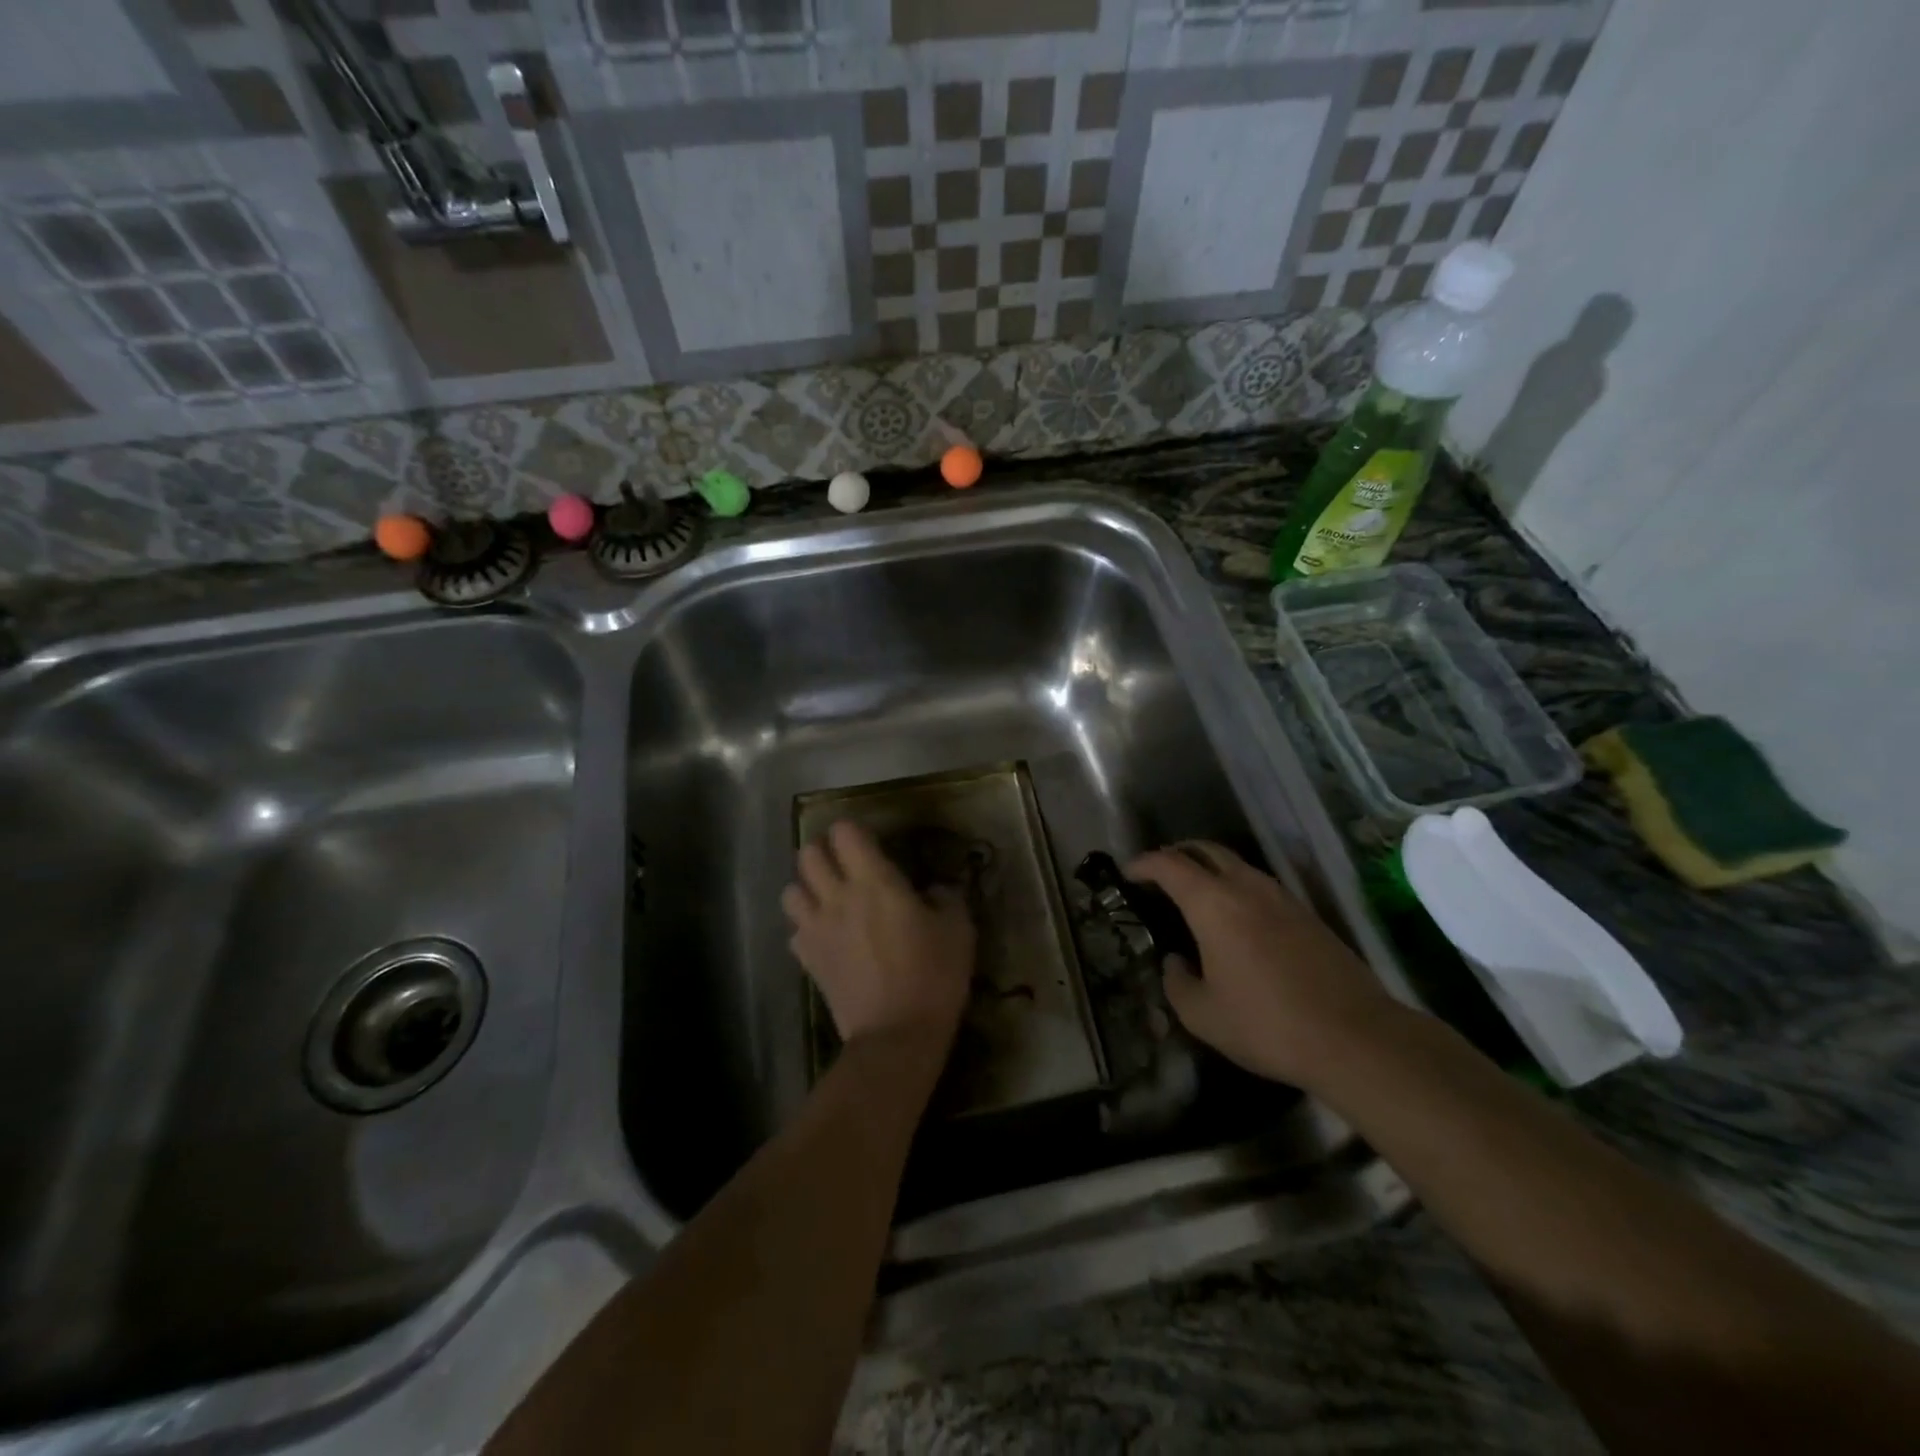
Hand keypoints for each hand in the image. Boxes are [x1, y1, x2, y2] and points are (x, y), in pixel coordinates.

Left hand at [782, 821, 975, 1052]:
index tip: (870, 843)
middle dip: (823, 852)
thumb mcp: (958, 930)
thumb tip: (936, 890)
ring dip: (807, 888)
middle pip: (807, 854)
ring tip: (828, 898)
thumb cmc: (933, 976)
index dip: (854, 831)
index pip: (844, 833)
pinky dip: (805, 926)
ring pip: (790, 890)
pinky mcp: (807, 959)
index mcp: (874, 881)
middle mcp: (837, 896)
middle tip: (846, 866)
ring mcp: (816, 928)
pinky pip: (794, 929)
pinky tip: (825, 936)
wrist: (896, 1035)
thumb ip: (946, 899)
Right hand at [1127, 841, 1397, 1089]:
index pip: (1169, 864)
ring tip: (1194, 893)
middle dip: (1176, 853)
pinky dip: (1235, 886)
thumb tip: (1176, 962)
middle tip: (1158, 873)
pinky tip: (1234, 917)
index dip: (1143, 864)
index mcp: (1212, 904)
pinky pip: (1259, 884)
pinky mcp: (1307, 914)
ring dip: (1209, 868)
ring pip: (1236, 864)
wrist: (1355, 1038)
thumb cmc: (1266, 1024)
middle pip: (1205, 849)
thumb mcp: (1202, 1015)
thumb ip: (1177, 982)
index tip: (1128, 873)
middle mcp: (1246, 887)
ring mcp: (1282, 897)